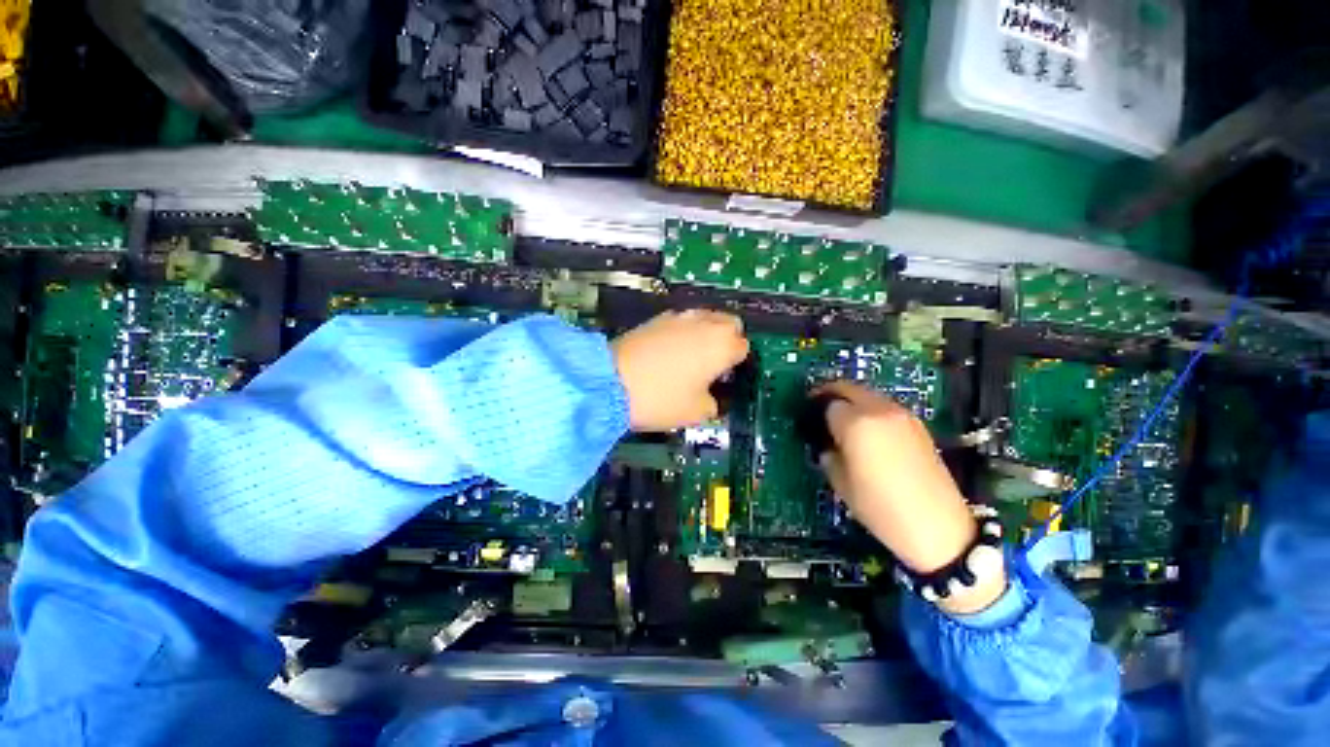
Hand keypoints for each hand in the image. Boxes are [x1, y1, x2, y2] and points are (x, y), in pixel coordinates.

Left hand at [611, 310, 749, 431]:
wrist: (610, 382)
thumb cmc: (662, 399)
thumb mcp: (696, 413)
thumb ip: (712, 403)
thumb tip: (709, 398)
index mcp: (722, 345)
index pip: (743, 347)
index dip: (737, 363)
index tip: (727, 377)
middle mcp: (705, 323)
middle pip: (729, 323)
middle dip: (728, 339)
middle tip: (715, 363)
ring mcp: (679, 317)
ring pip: (705, 317)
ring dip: (706, 332)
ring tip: (692, 356)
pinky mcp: (656, 318)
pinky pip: (681, 321)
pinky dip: (683, 332)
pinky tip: (669, 352)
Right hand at [814, 381, 1004, 614]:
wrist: (938, 526)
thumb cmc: (880, 507)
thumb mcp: (840, 482)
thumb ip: (828, 453)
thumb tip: (827, 443)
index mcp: (856, 423)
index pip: (828, 404)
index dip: (816, 411)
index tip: (809, 421)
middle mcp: (879, 410)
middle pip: (848, 388)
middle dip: (831, 395)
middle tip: (820, 411)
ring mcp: (902, 415)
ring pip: (868, 394)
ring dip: (852, 401)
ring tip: (844, 422)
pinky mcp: (918, 425)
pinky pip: (885, 407)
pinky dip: (870, 410)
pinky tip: (869, 432)